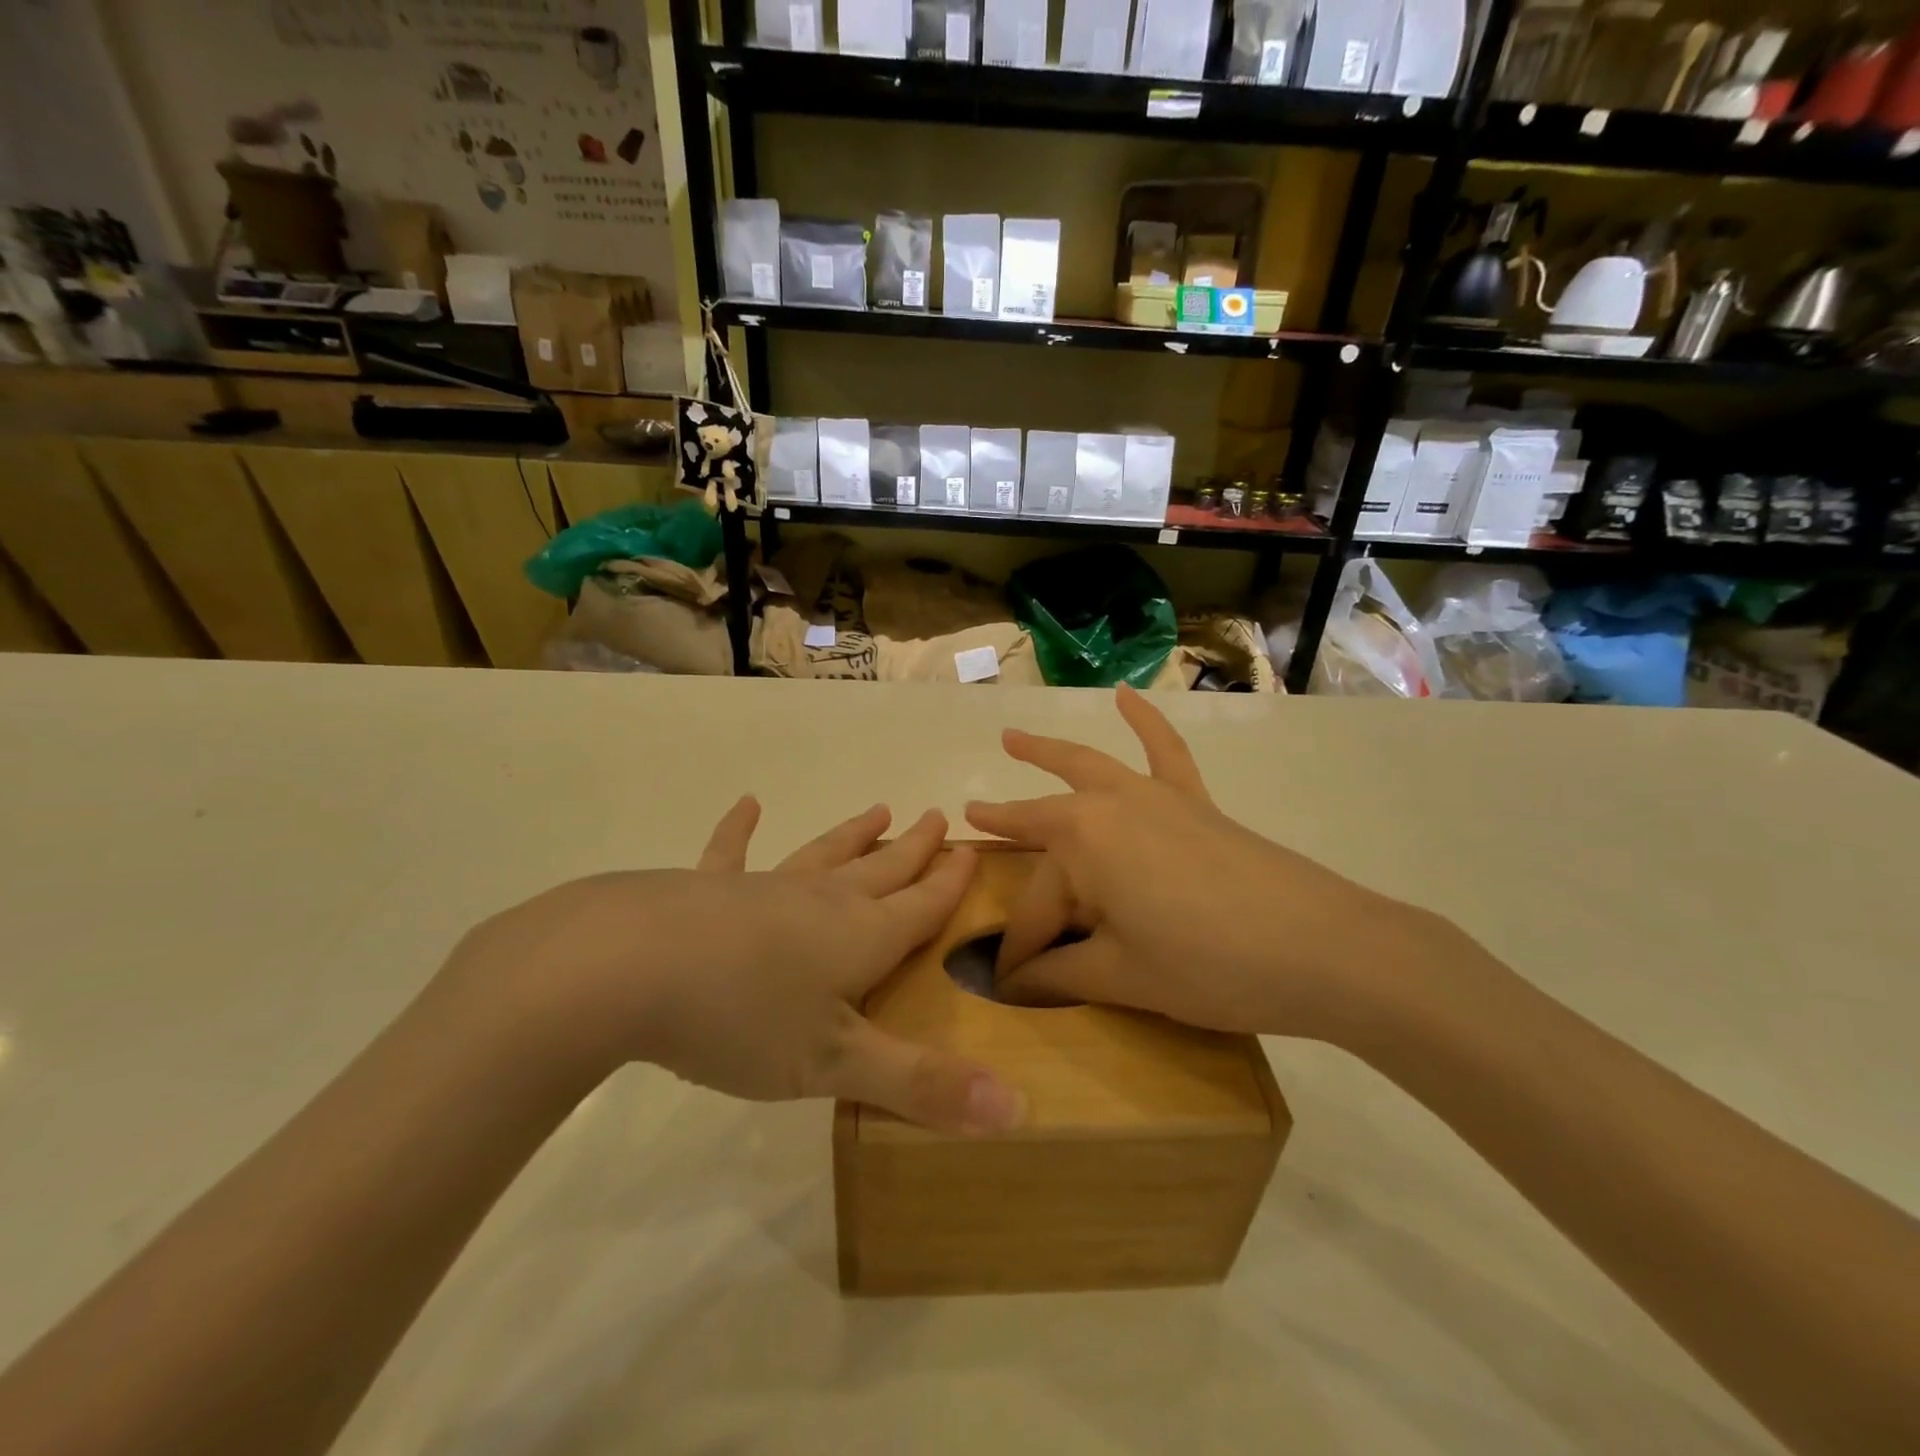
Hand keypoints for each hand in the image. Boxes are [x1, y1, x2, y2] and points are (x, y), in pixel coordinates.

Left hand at [444, 804, 1025, 1133]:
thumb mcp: (836, 1065)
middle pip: (879, 870)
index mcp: (858, 938)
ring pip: (822, 854)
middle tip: (936, 816)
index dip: (948, 884)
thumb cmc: (741, 1018)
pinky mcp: (705, 889)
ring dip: (852, 834)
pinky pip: (731, 854)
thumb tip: (1020, 1112)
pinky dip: (739, 831)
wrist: (626, 968)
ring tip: (878, 808)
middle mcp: (819, 902)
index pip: (919, 906)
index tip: (969, 851)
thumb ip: (924, 1086)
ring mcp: (761, 889)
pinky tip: (747, 805)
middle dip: (912, 849)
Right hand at [964, 686, 1447, 1043]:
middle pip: (1046, 829)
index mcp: (1081, 845)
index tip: (1012, 987)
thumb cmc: (1209, 966)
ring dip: (1046, 753)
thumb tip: (1013, 986)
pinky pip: (1165, 751)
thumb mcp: (1123, 977)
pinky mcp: (1194, 802)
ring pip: (1087, 768)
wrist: (1323, 948)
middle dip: (1007, 831)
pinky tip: (1128, 697)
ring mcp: (1154, 797)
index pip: (1034, 908)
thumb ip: (1061, 976)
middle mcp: (1108, 806)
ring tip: (1012, 738)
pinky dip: (1146, 721)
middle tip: (972, 822)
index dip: (1022, 954)